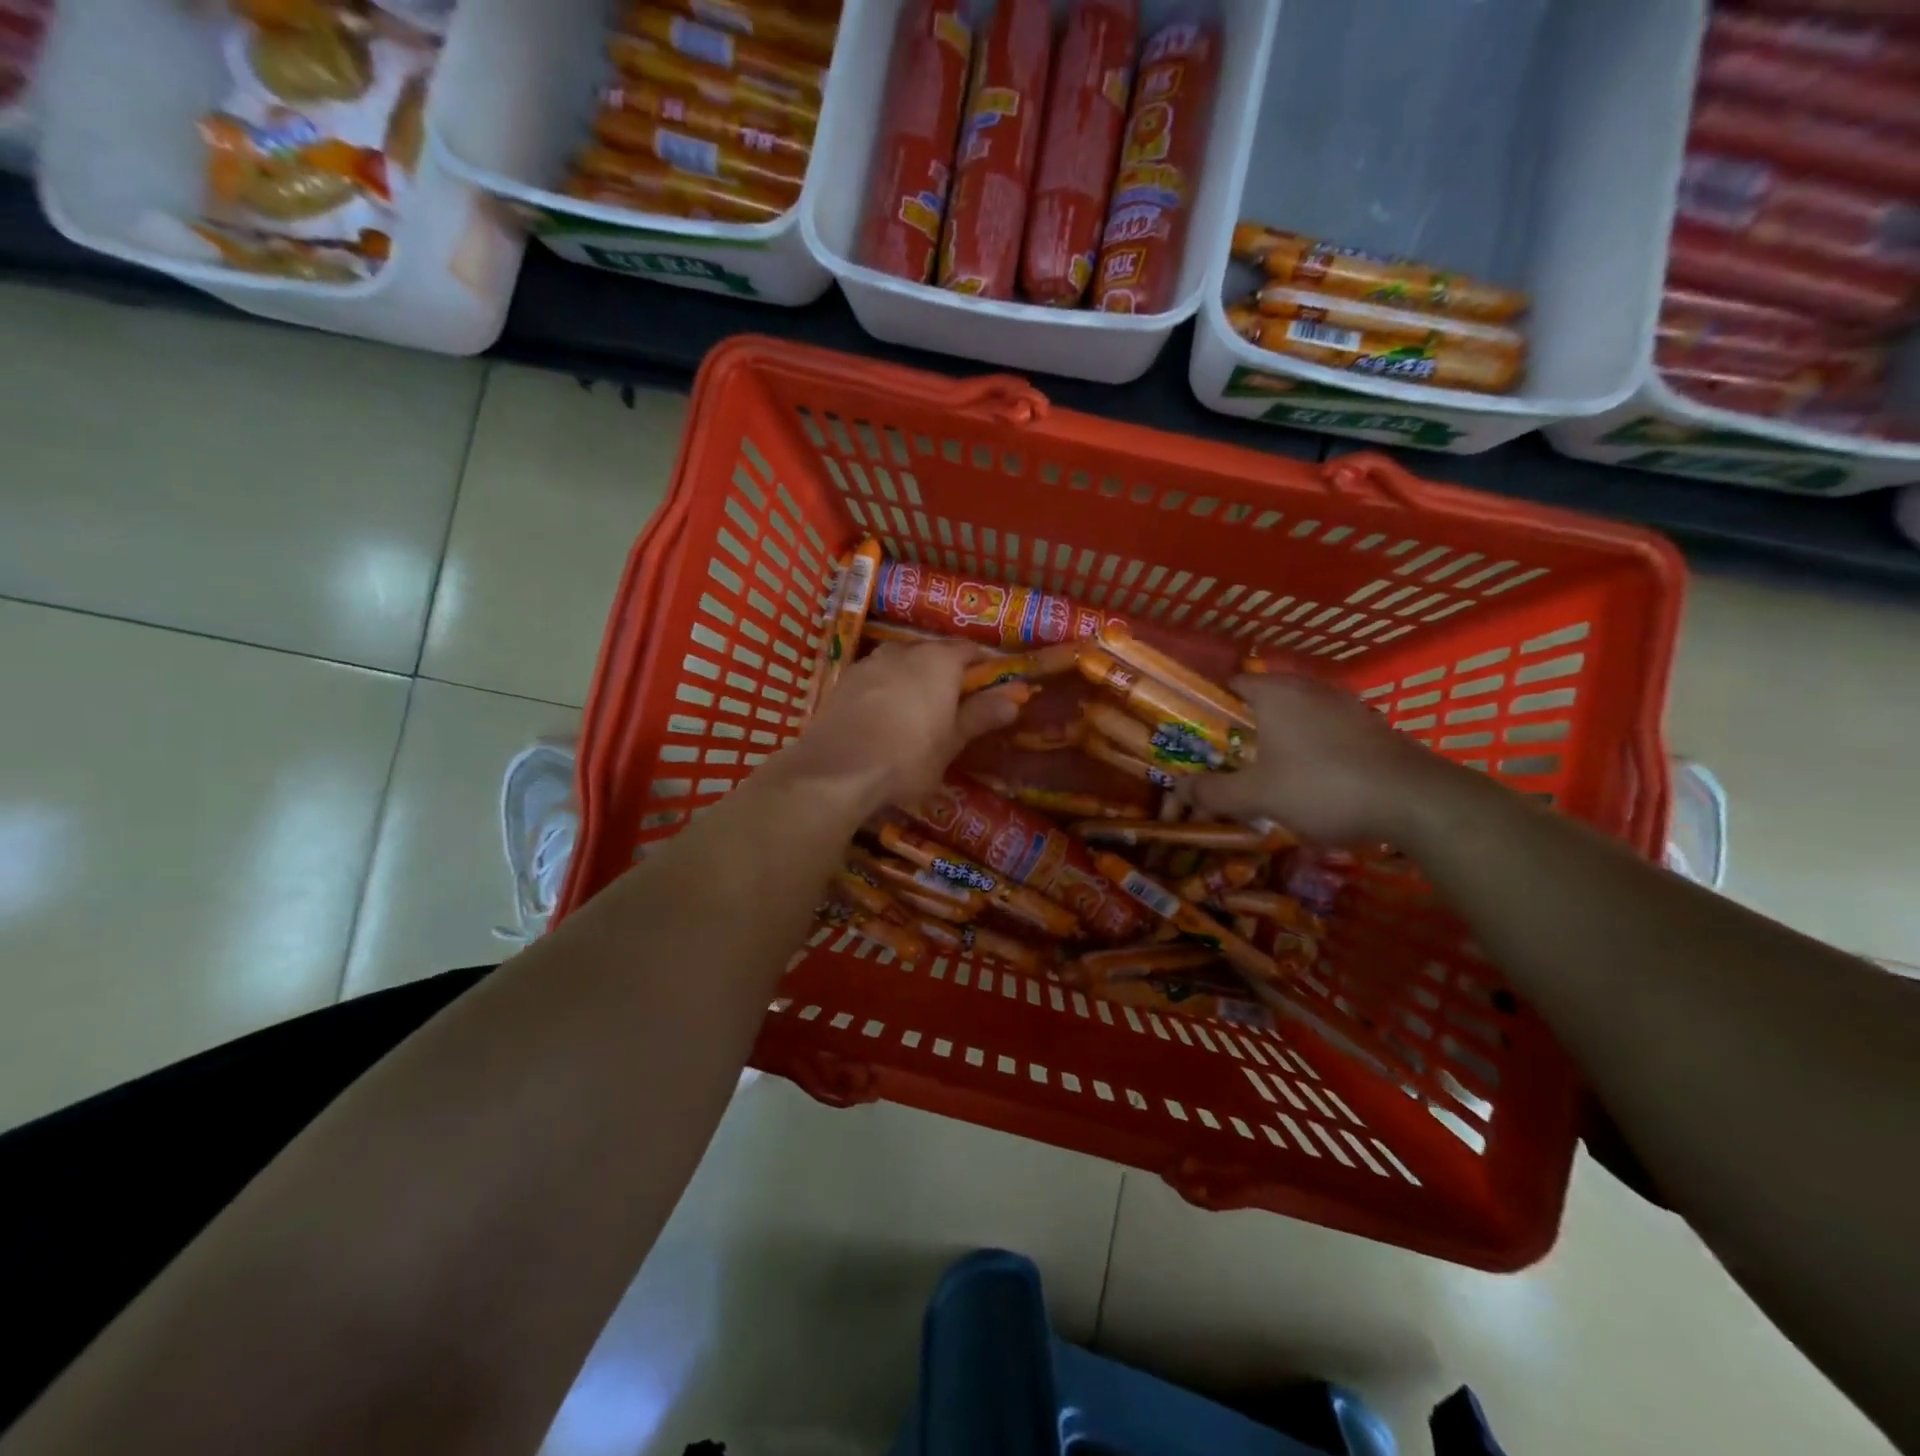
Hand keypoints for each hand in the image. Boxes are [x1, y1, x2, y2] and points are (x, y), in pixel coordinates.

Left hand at [761, 641, 1023, 816]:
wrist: (836, 770)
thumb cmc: (908, 756)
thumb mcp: (952, 742)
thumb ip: (980, 716)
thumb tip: (1013, 699)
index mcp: (938, 661)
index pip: (969, 649)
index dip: (981, 666)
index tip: (988, 687)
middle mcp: (904, 651)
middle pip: (932, 653)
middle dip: (945, 673)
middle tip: (953, 705)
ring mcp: (869, 664)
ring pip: (900, 664)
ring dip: (912, 680)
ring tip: (916, 712)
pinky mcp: (843, 682)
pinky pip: (875, 680)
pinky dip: (885, 692)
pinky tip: (883, 719)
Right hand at [1187, 673, 1455, 845]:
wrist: (1415, 801)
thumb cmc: (1323, 786)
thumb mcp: (1258, 796)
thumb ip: (1213, 791)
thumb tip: (1179, 788)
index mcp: (1276, 693)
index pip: (1230, 685)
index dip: (1209, 709)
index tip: (1198, 738)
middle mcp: (1309, 688)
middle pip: (1263, 702)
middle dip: (1243, 730)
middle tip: (1227, 762)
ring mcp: (1345, 705)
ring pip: (1297, 717)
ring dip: (1278, 741)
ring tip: (1266, 775)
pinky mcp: (1371, 727)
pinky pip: (1326, 732)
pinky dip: (1311, 749)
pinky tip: (1311, 781)